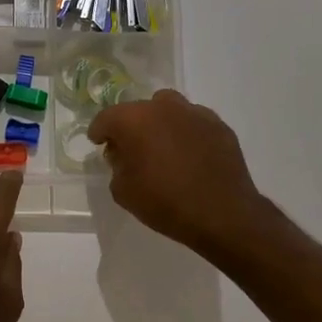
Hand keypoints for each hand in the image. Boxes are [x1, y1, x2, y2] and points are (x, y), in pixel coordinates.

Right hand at [89, 89, 268, 257]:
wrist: (222, 214)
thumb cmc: (165, 203)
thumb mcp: (123, 192)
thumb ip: (116, 166)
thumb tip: (122, 154)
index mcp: (134, 119)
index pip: (107, 118)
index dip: (99, 131)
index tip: (99, 143)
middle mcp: (163, 107)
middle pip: (138, 109)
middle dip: (131, 126)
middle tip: (131, 149)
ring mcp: (194, 113)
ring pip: (169, 109)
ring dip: (160, 123)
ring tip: (163, 147)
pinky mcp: (219, 125)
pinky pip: (194, 122)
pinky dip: (187, 133)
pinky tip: (190, 155)